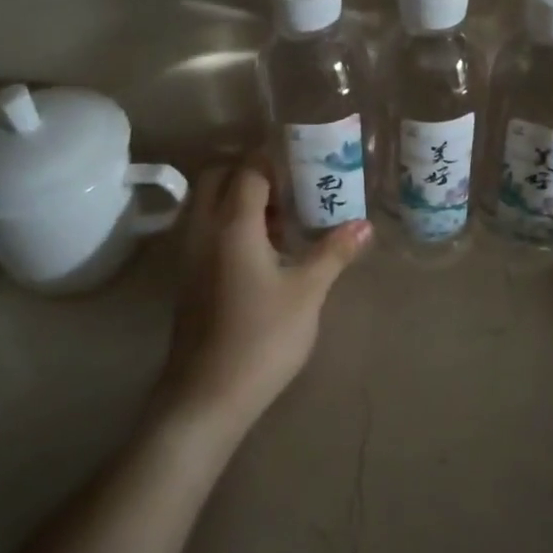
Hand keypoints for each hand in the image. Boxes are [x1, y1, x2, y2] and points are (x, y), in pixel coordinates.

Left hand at [161, 160, 371, 435]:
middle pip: (217, 178)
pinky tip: (263, 248)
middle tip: (291, 183)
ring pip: (207, 204)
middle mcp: (203, 230)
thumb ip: (333, 252)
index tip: (304, 155)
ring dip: (238, 197)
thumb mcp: (307, 292)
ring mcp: (189, 255)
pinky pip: (205, 229)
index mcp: (232, 225)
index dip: (274, 158)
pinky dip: (229, 222)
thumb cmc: (262, 338)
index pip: (248, 170)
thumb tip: (365, 225)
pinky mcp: (188, 278)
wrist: (206, 397)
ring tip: (282, 214)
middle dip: (250, 171)